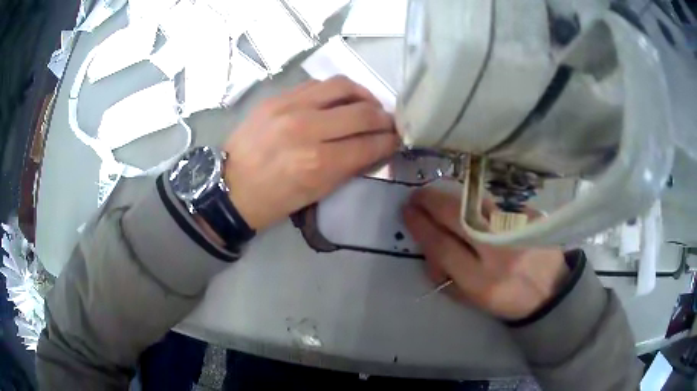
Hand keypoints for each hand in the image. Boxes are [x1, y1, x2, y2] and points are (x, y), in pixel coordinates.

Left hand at [223, 76, 397, 230]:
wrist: (229, 186)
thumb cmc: (273, 200)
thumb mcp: (316, 193)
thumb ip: (349, 167)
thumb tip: (374, 147)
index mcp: (317, 164)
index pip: (369, 144)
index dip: (390, 141)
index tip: (398, 139)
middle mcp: (306, 129)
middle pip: (362, 112)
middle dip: (385, 118)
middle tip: (389, 122)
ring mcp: (289, 108)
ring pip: (342, 86)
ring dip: (364, 95)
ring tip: (368, 105)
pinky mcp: (276, 97)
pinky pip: (316, 84)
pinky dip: (335, 91)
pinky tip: (339, 100)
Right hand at [403, 188, 568, 320]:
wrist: (552, 290)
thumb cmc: (508, 299)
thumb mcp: (474, 301)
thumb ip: (447, 278)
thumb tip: (428, 247)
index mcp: (482, 281)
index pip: (443, 247)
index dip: (421, 226)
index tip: (407, 211)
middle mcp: (500, 253)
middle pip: (458, 217)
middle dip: (431, 201)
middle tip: (417, 195)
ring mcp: (518, 230)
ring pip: (476, 203)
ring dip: (452, 196)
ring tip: (440, 197)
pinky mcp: (530, 216)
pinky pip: (496, 204)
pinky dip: (479, 204)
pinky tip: (476, 209)